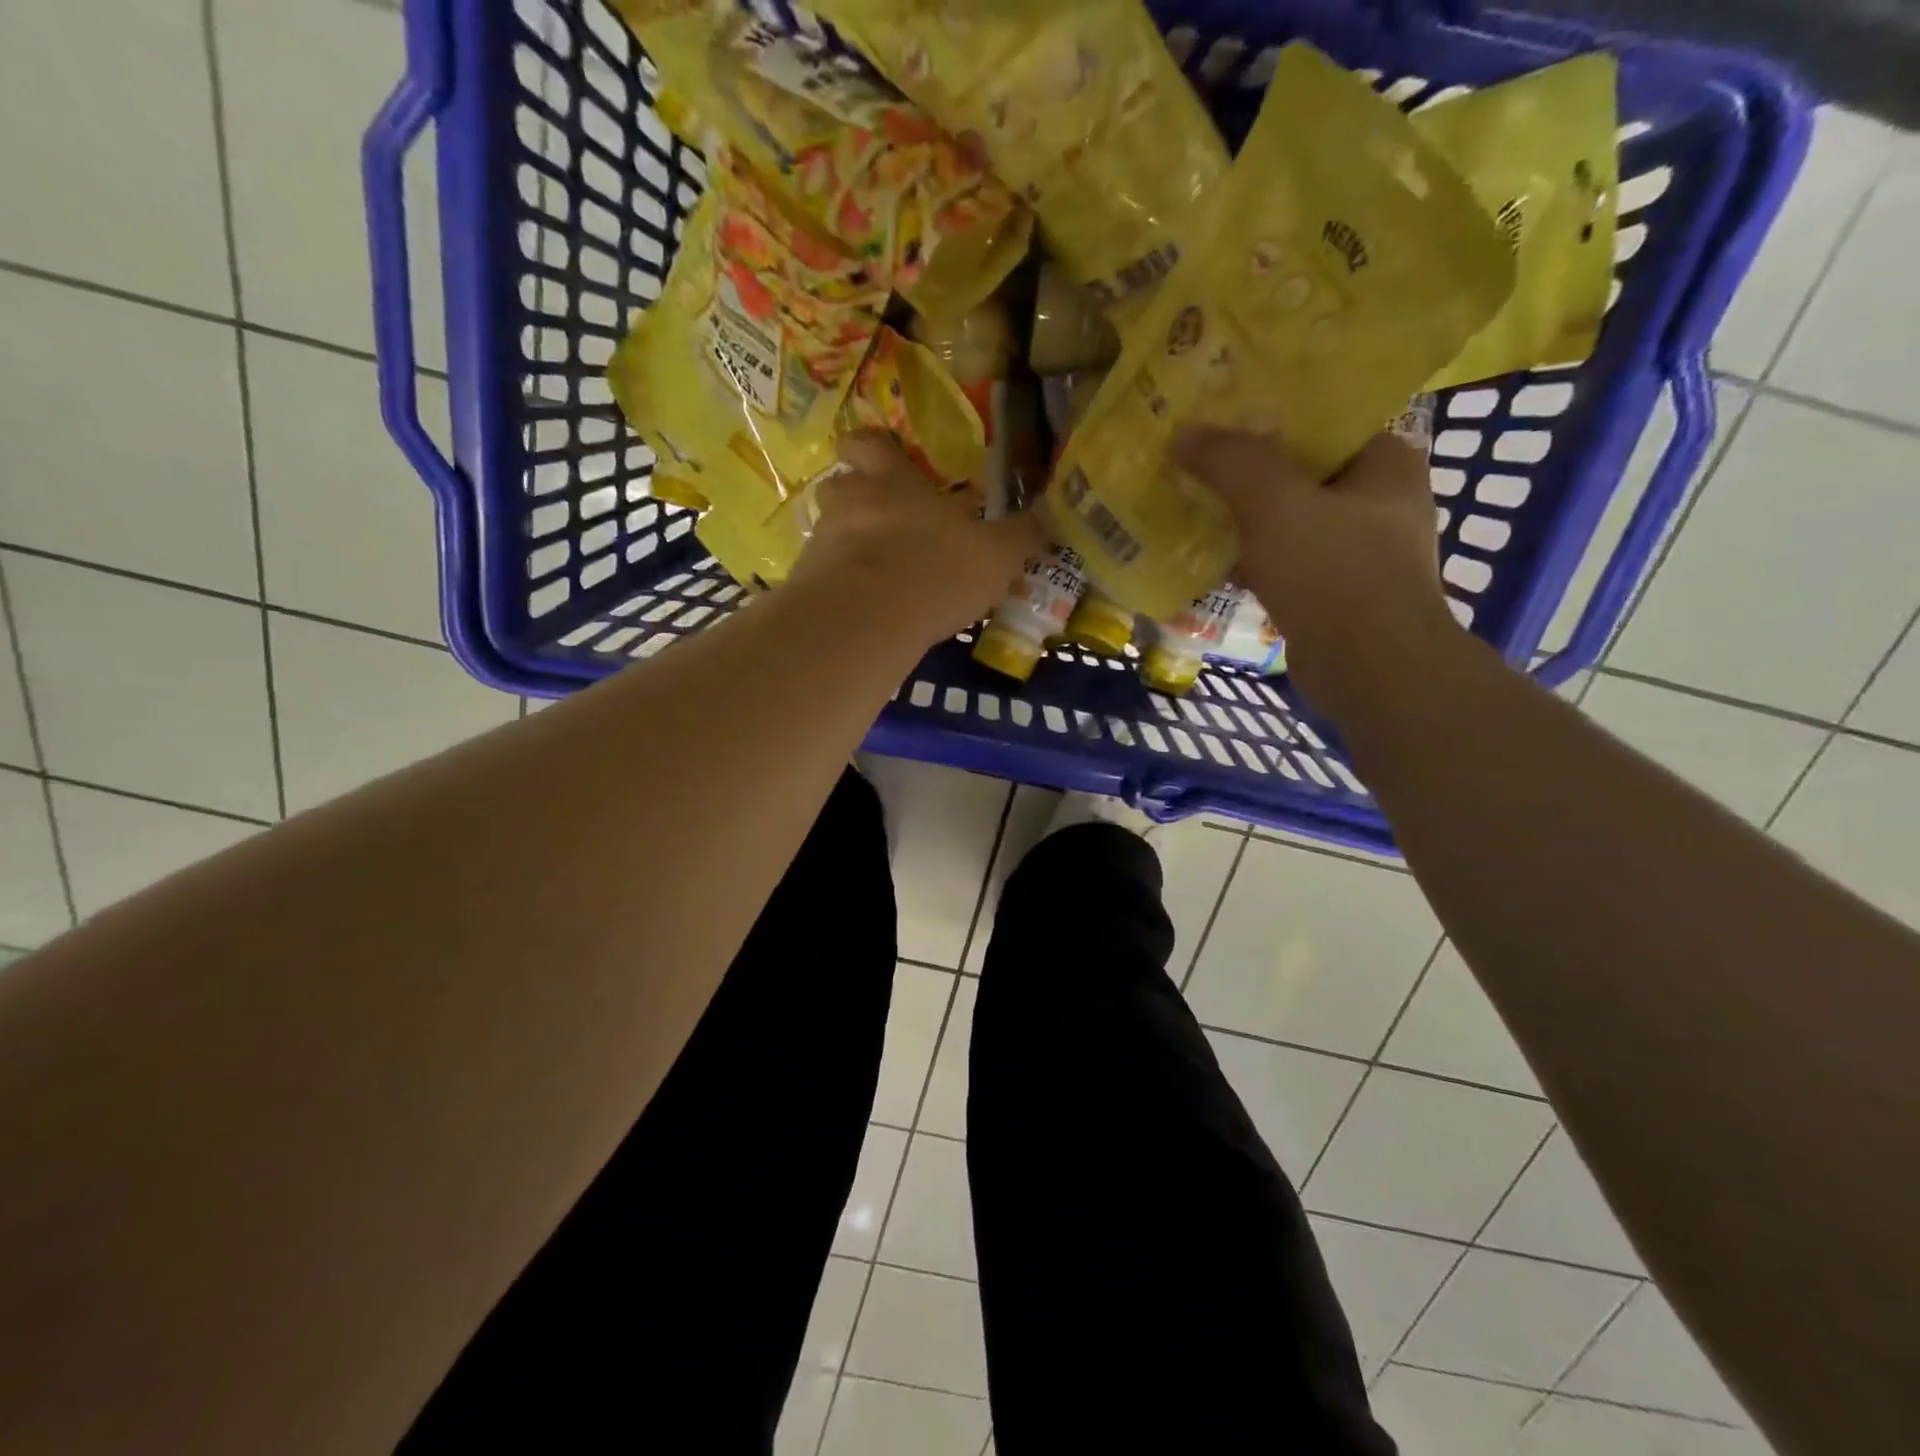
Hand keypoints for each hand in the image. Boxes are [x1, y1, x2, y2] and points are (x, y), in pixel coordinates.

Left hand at [792, 433, 1044, 643]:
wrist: (866, 620)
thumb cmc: (935, 570)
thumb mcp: (996, 556)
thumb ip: (1020, 536)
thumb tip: (1051, 518)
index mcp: (893, 481)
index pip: (870, 443)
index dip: (874, 448)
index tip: (884, 460)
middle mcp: (850, 501)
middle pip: (840, 484)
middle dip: (856, 497)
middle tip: (881, 521)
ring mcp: (821, 541)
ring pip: (828, 531)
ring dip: (847, 545)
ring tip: (873, 574)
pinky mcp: (805, 583)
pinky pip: (820, 575)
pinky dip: (838, 586)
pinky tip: (861, 609)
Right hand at [1173, 427, 1458, 704]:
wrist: (1370, 670)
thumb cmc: (1335, 573)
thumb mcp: (1277, 504)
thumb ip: (1232, 462)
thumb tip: (1184, 434)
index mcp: (1386, 462)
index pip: (1322, 421)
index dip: (1267, 416)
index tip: (1217, 417)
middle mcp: (1379, 501)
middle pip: (1299, 472)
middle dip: (1245, 471)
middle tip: (1194, 461)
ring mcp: (1358, 552)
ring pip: (1288, 520)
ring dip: (1243, 517)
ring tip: (1191, 504)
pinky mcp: (1334, 594)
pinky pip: (1283, 561)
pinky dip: (1250, 558)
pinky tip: (1210, 557)